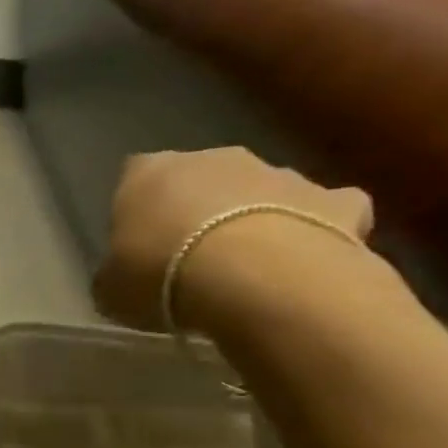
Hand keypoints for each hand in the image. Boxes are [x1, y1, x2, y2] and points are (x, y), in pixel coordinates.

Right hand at [93, 148, 374, 331]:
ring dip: (252, 218)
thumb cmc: (163, 276)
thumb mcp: (111, 290)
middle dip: (197, 208)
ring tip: (247, 269)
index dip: (136, 208)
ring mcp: (278, 173)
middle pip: (201, 178)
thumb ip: (115, 276)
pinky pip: (325, 211)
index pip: (133, 177)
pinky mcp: (335, 200)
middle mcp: (213, 158)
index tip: (137, 243)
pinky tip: (308, 261)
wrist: (260, 280)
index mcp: (148, 172)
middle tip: (191, 256)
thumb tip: (121, 280)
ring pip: (260, 191)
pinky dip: (318, 229)